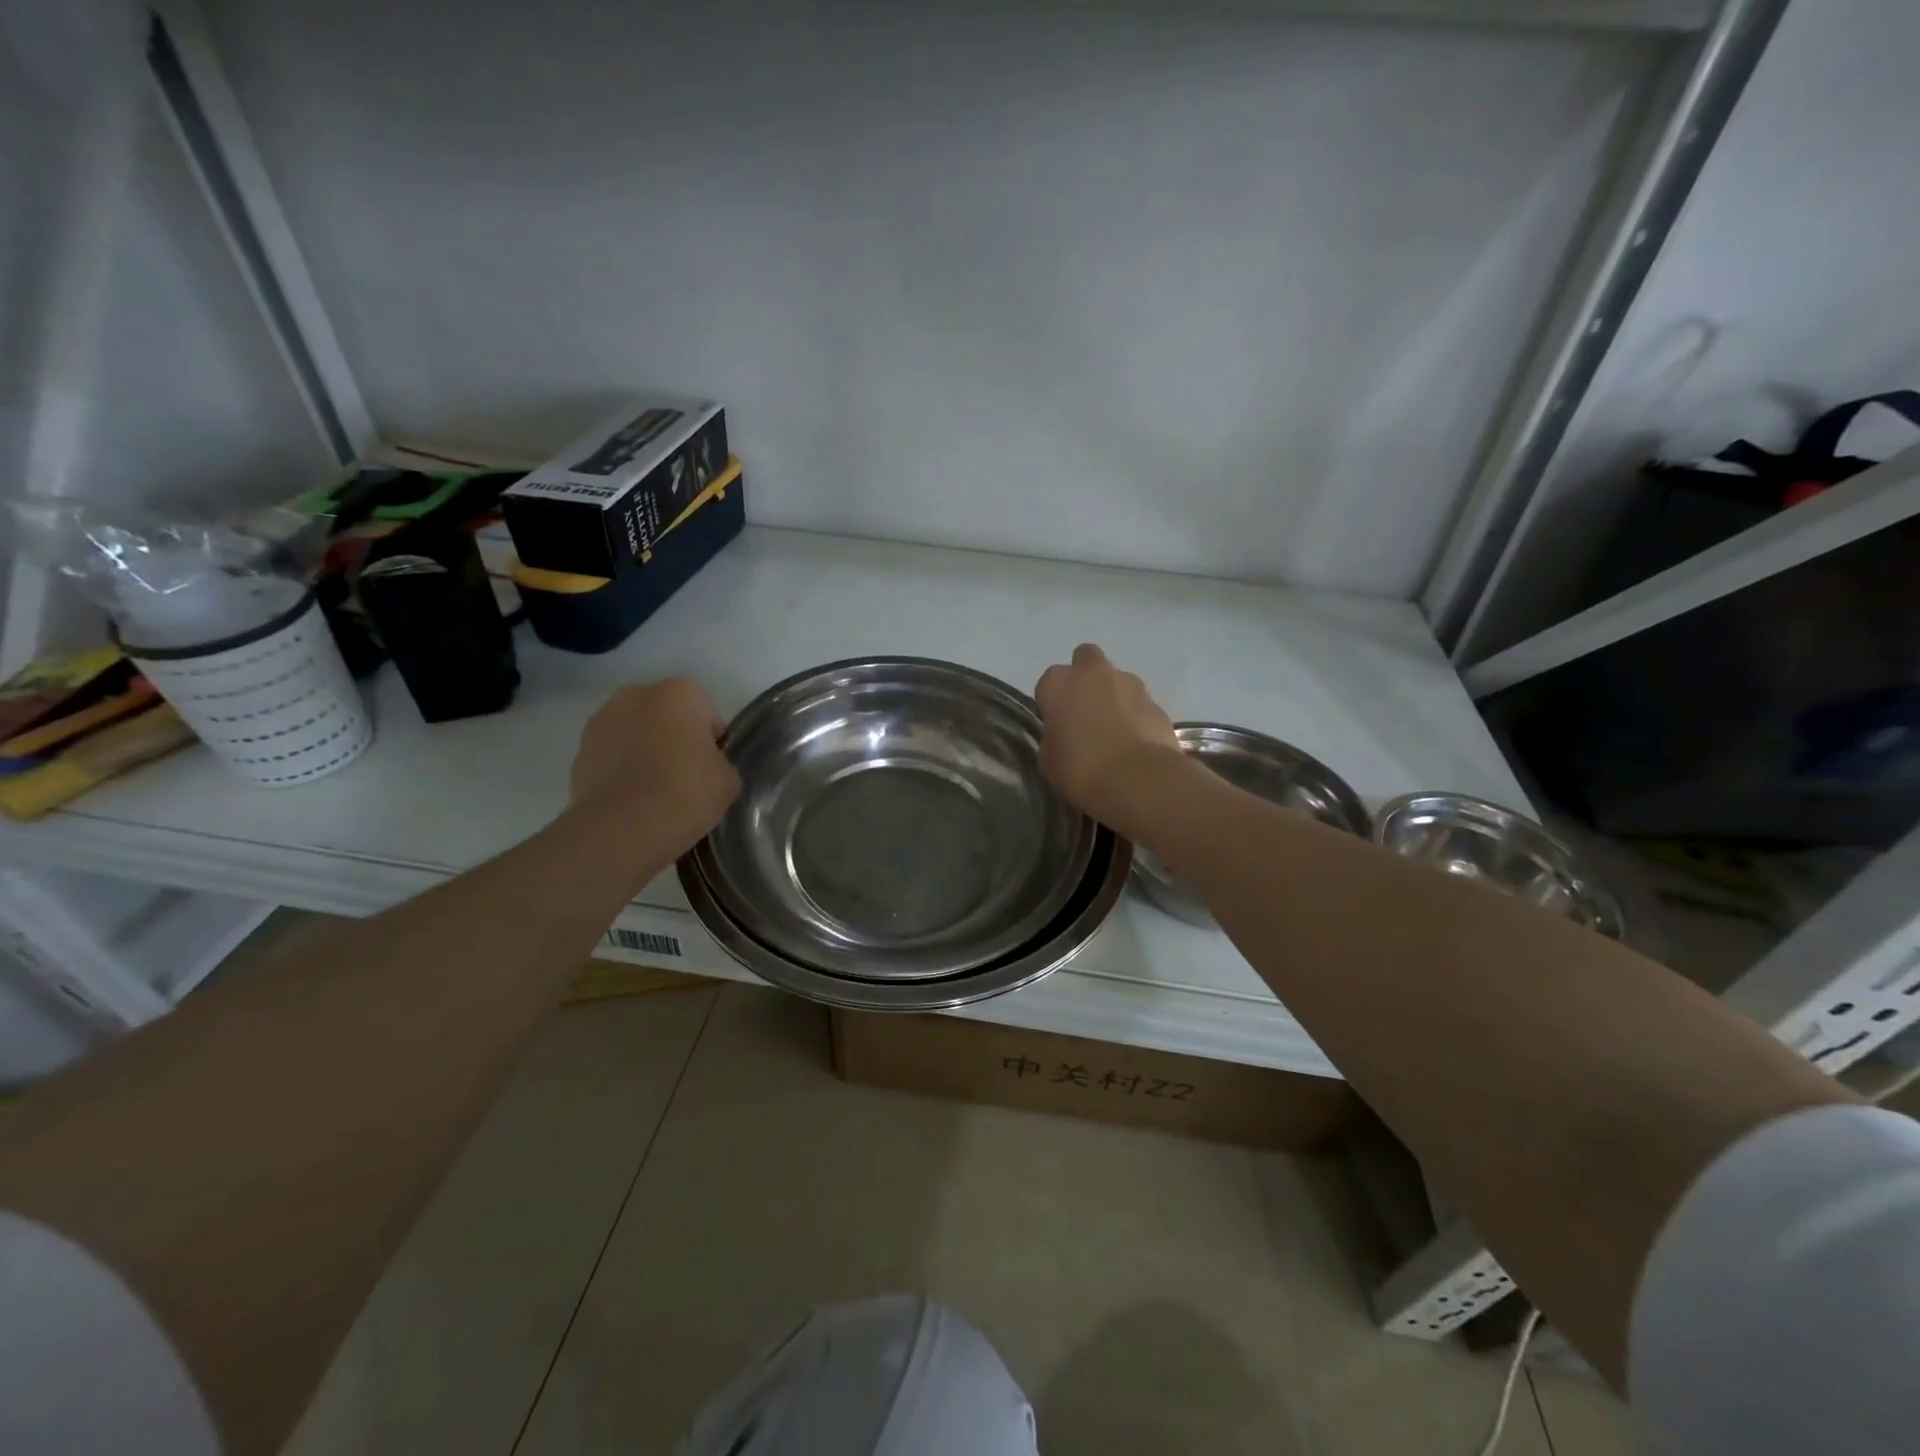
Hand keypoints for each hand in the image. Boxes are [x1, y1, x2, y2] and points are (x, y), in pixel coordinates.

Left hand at [569, 679, 740, 859]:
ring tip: (655, 790)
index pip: (706, 712)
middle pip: (666, 715)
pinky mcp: (579, 750)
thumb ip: (720, 763)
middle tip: (684, 776)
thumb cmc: (686, 792)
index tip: (711, 768)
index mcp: (680, 693)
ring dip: (644, 750)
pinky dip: (621, 769)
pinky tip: (632, 799)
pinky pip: (611, 754)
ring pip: (635, 732)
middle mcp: (637, 695)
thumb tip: (708, 767)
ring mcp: (601, 720)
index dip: (712, 741)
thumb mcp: (728, 780)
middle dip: (674, 738)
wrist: (623, 828)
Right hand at [1034, 644, 1181, 831]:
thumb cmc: (1081, 769)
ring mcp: (1130, 684)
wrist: (1138, 780)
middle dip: (1085, 678)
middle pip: (1085, 659)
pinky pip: (1140, 704)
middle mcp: (1093, 673)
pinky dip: (1136, 716)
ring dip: (1114, 696)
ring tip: (1114, 731)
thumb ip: (1053, 738)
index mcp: (1059, 683)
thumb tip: (1063, 736)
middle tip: (1085, 710)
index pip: (1048, 682)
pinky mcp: (1157, 703)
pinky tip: (1135, 743)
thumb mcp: (1048, 760)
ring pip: (1117, 679)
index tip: (1056, 724)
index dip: (1052, 702)